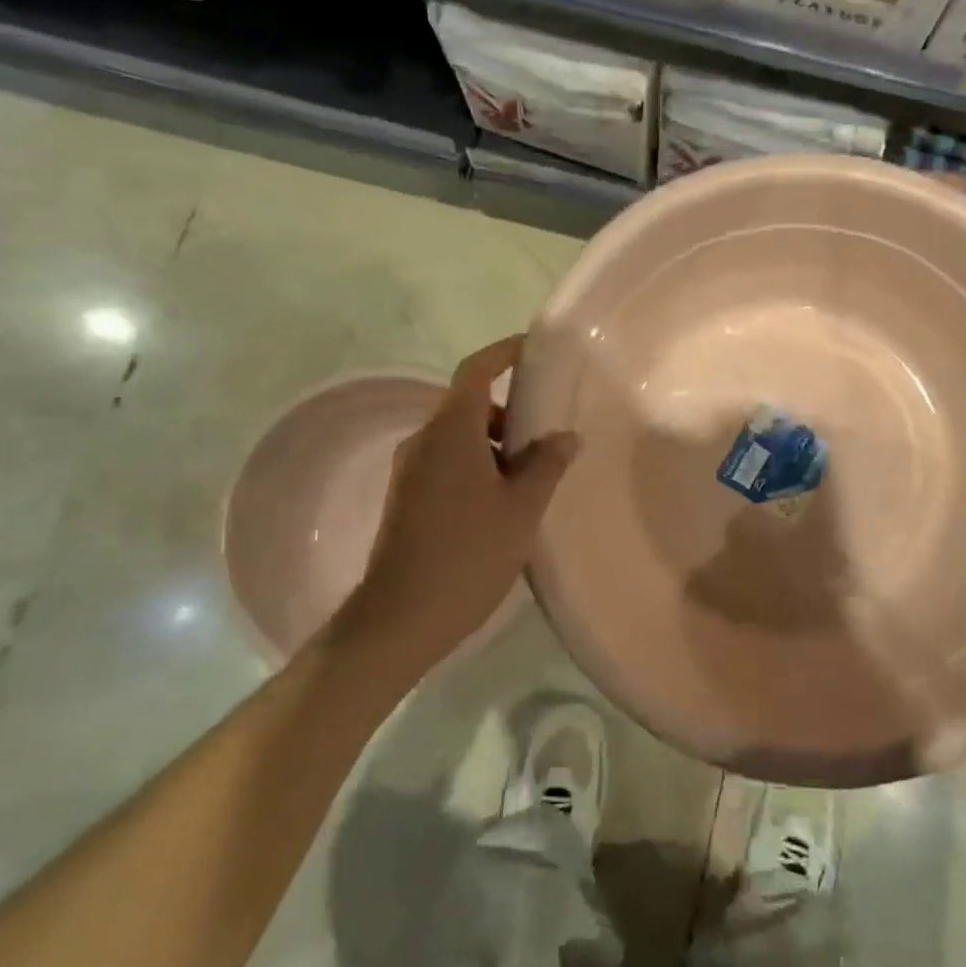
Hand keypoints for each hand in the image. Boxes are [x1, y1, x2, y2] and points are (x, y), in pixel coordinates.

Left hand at [337, 336, 576, 665]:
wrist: (400, 618)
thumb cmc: (468, 554)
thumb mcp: (522, 508)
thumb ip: (546, 465)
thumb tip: (566, 436)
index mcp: (451, 431)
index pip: (476, 370)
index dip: (504, 352)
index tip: (532, 348)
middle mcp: (424, 441)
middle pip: (468, 405)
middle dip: (507, 410)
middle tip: (546, 430)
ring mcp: (409, 470)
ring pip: (457, 437)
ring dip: (493, 444)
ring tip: (531, 476)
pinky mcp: (405, 498)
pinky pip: (446, 462)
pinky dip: (476, 465)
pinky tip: (502, 502)